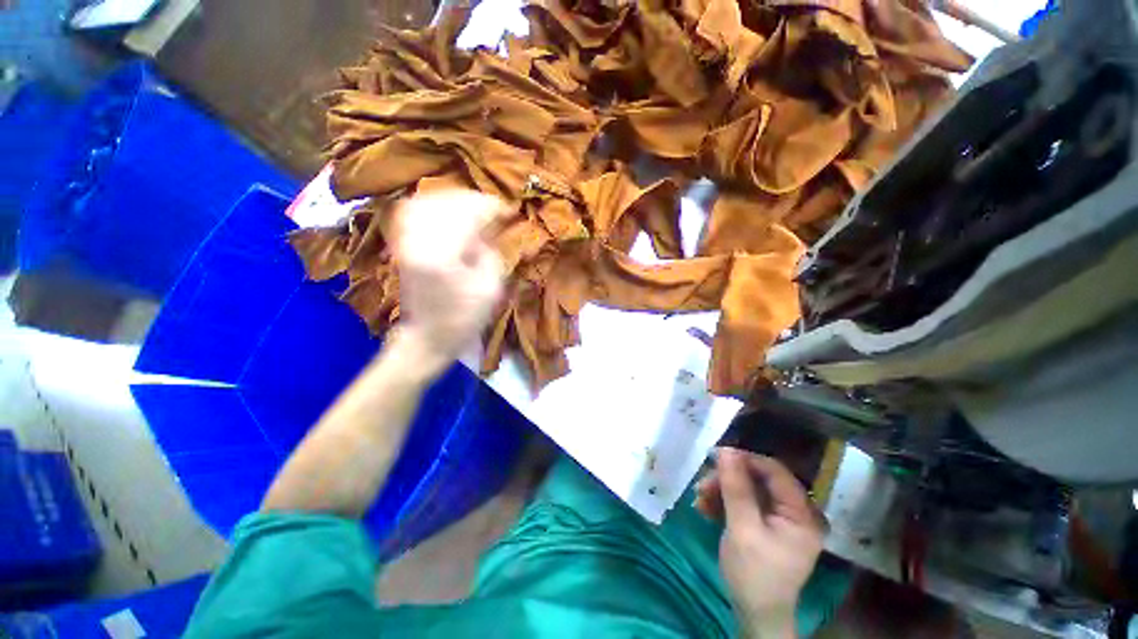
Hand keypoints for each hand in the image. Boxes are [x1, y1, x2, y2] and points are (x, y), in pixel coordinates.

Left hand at [393, 190, 506, 370]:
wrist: (428, 337)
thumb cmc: (464, 318)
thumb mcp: (491, 288)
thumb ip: (490, 252)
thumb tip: (486, 229)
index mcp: (443, 255)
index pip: (468, 215)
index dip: (491, 207)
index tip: (508, 210)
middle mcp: (418, 241)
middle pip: (446, 203)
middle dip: (474, 201)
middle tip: (494, 209)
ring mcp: (405, 241)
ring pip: (428, 201)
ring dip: (455, 200)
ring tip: (475, 208)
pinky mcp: (401, 245)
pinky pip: (412, 212)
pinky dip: (433, 206)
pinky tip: (448, 211)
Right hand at [695, 448, 824, 638]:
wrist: (755, 615)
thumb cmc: (754, 574)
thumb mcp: (742, 528)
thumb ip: (736, 488)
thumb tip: (725, 450)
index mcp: (801, 513)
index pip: (774, 471)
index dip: (745, 459)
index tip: (715, 457)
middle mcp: (796, 512)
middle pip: (759, 479)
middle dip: (728, 479)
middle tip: (702, 485)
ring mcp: (781, 520)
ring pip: (749, 490)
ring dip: (722, 491)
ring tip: (699, 498)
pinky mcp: (767, 526)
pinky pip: (745, 504)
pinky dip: (724, 503)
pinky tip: (705, 508)